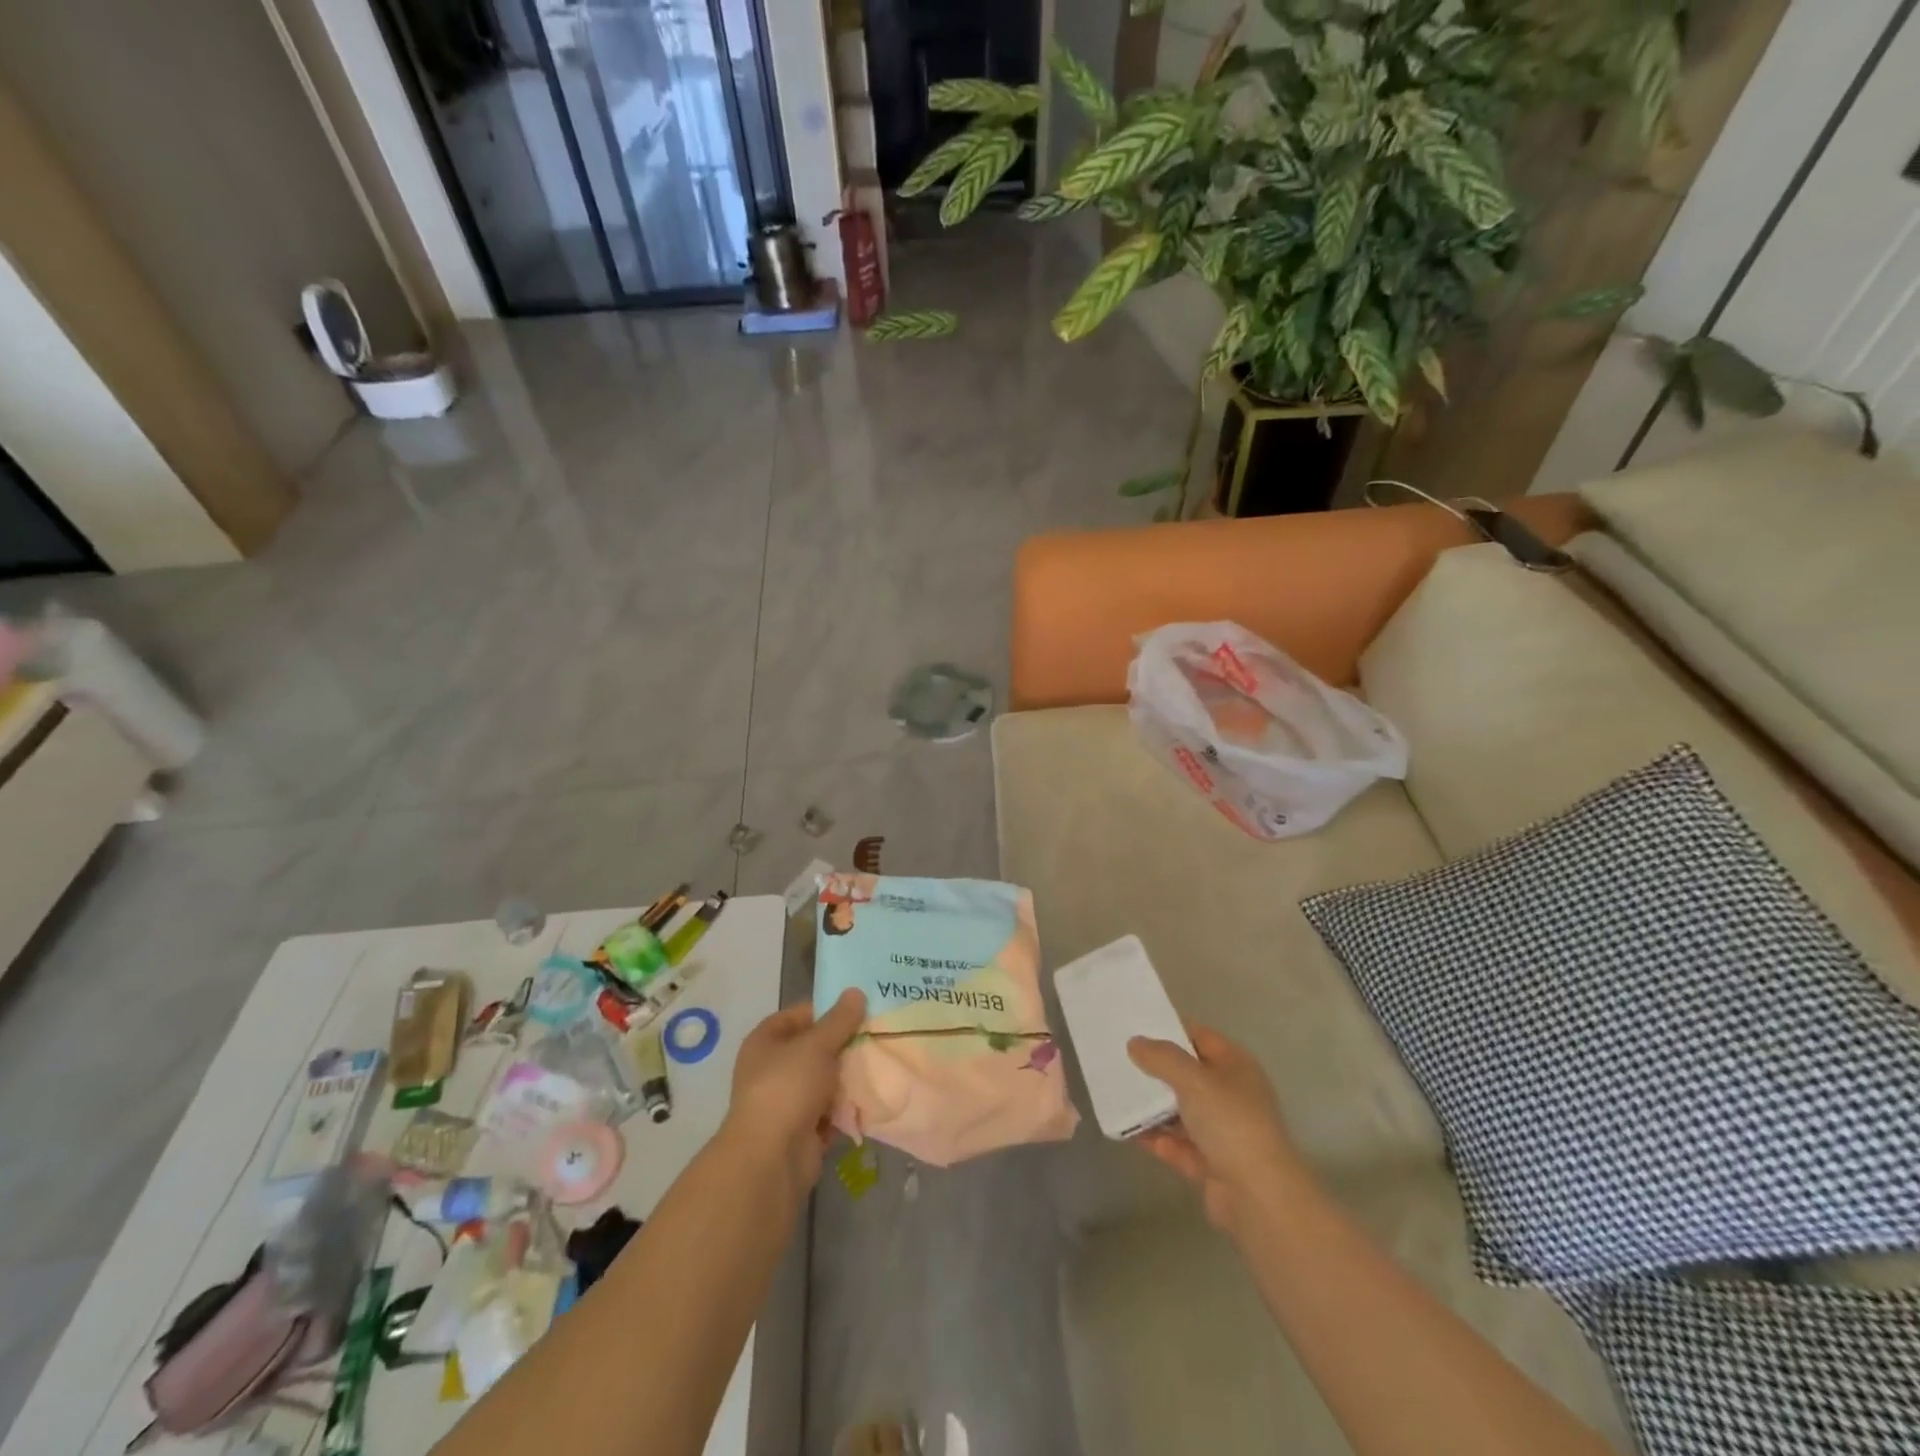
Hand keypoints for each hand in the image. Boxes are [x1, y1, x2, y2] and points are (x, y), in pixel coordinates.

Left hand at [722, 989, 865, 1191]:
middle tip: (877, 1035)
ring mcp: (787, 1101)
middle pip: (814, 1047)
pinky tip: (872, 1095)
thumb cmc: (788, 1087)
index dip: (828, 1010)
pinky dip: (847, 1105)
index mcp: (765, 1041)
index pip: (799, 1015)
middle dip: (844, 1044)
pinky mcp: (802, 1129)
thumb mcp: (817, 1045)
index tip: (860, 1010)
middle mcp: (772, 1068)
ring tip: (881, 1063)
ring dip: (848, 1075)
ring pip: (825, 1079)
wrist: (772, 1158)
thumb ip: (839, 1020)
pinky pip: (830, 1109)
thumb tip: (856, 992)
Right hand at [1127, 1023, 1304, 1236]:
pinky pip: (1177, 1144)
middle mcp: (1231, 1095)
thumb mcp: (1193, 1080)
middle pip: (1188, 1075)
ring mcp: (1223, 1132)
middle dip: (1156, 1069)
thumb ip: (1162, 1058)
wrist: (1259, 1198)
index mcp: (1236, 1066)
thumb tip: (1135, 1042)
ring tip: (1116, 1093)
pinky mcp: (1211, 1164)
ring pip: (1181, 1111)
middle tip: (1118, 1059)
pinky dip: (1156, 1139)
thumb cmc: (1231, 1124)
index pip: (1199, 1037)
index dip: (1169, 1029)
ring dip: (1152, 1106)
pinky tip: (1128, 1132)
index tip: (1134, 1025)